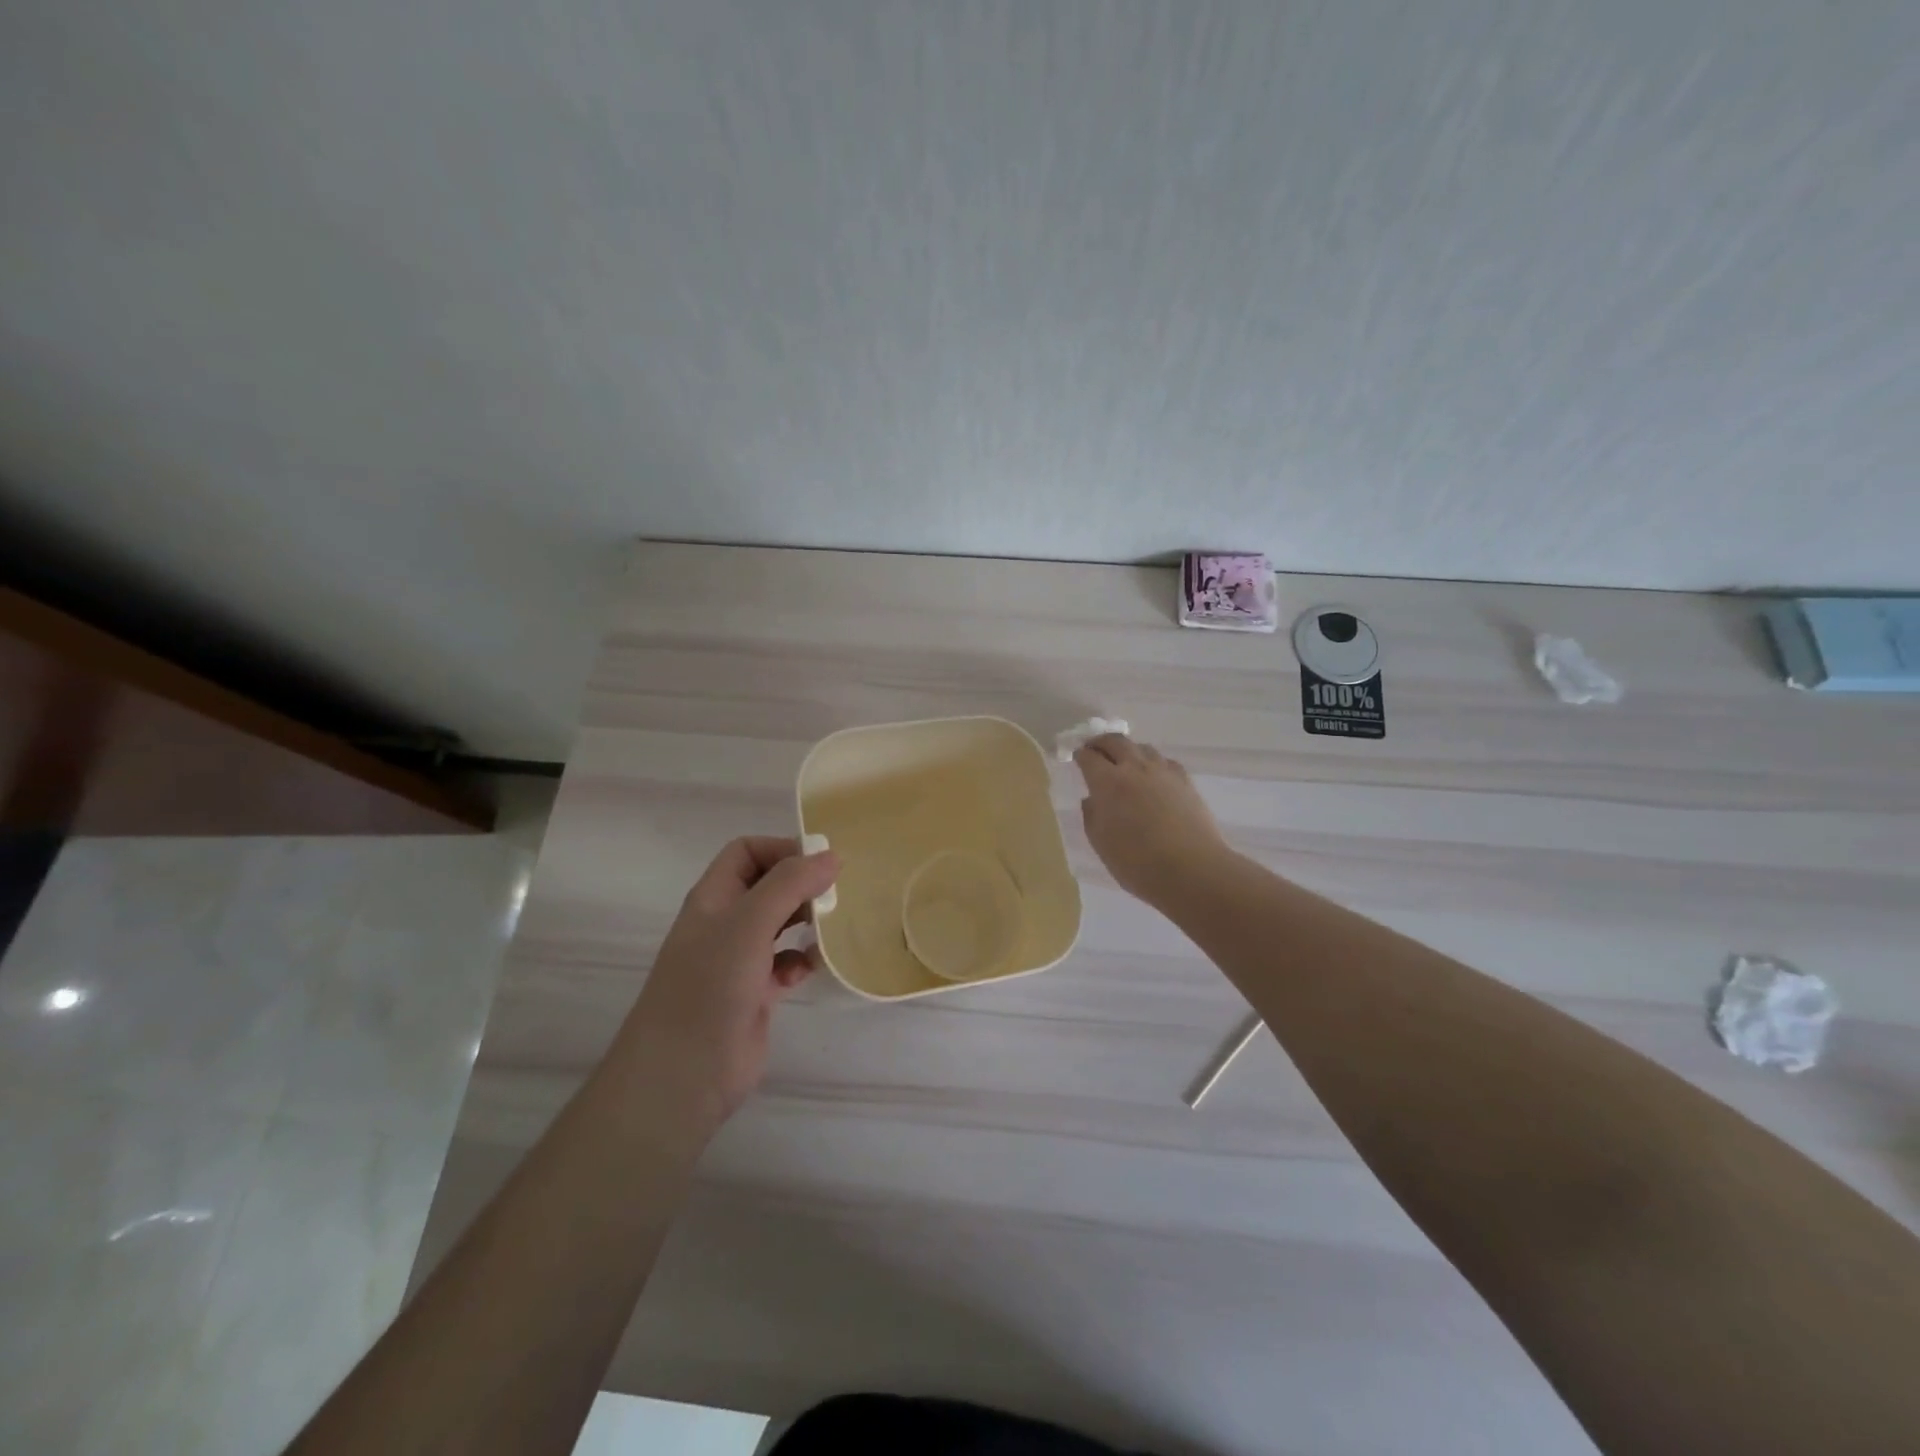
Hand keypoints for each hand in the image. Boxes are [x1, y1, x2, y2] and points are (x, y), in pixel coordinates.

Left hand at [624, 837, 838, 1122]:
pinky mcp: (754, 993)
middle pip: (767, 885)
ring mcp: (738, 960)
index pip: (747, 851)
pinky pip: (784, 964)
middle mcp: (724, 923)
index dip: (782, 849)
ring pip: (779, 924)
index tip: (822, 862)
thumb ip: (790, 884)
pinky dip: (800, 962)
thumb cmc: (710, 986)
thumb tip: (831, 856)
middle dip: (801, 885)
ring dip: (806, 922)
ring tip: (830, 927)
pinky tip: (808, 970)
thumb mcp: (749, 923)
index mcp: (714, 897)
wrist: (683, 1073)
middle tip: (835, 894)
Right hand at [1074, 734, 1229, 903]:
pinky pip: (1165, 761)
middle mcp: (1134, 768)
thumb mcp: (1101, 844)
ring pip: (1142, 747)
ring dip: (1128, 750)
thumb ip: (1092, 816)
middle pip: (1115, 741)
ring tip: (1124, 762)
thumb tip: (1092, 799)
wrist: (1192, 869)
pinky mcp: (1185, 781)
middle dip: (1101, 742)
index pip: (1089, 757)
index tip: (1076, 758)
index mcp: (1108, 783)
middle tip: (1095, 749)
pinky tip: (1154, 776)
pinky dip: (1153, 762)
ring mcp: (1163, 772)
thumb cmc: (1137, 863)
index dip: (1080, 755)